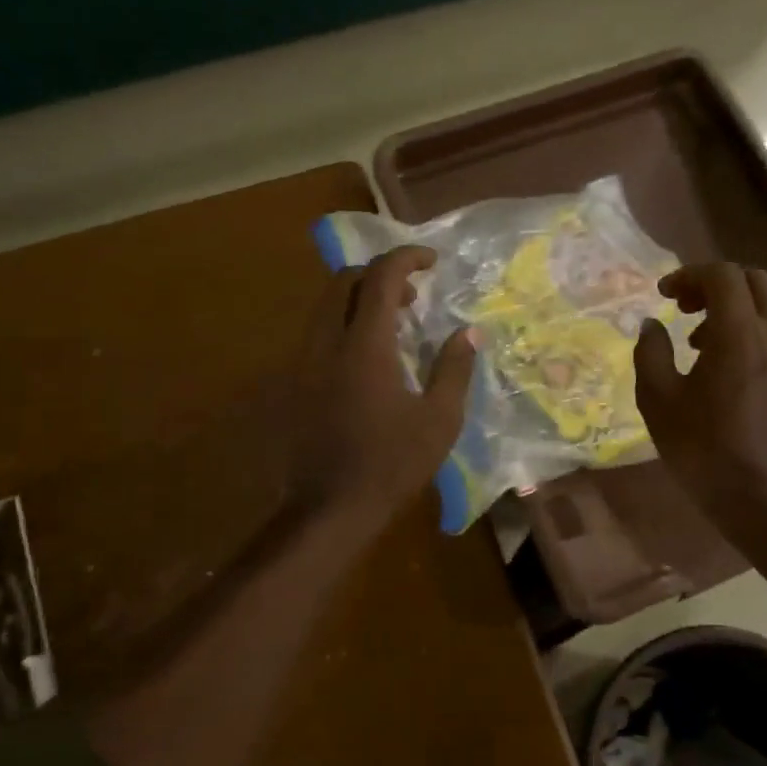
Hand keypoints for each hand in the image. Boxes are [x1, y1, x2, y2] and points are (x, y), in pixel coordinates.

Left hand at [288, 245, 476, 526]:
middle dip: (380, 274)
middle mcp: (327, 342)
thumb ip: (453, 369)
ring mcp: (305, 361)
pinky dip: (345, 323)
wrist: (331, 507)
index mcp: (364, 346)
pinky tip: (369, 357)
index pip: (381, 278)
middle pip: (344, 281)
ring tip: (395, 324)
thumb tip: (469, 333)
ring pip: (326, 305)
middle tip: (413, 296)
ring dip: (360, 299)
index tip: (432, 261)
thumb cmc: (392, 464)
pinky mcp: (297, 382)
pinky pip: (319, 332)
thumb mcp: (439, 420)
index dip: (407, 258)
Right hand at [634, 263, 766, 524]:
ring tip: (696, 341)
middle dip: (715, 283)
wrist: (761, 499)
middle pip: (753, 281)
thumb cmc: (702, 450)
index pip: (722, 275)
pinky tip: (720, 367)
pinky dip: (746, 331)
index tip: (662, 295)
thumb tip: (651, 325)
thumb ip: (650, 353)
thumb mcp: (658, 401)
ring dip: (731, 308)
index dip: (688, 275)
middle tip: (683, 306)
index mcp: (739, 335)